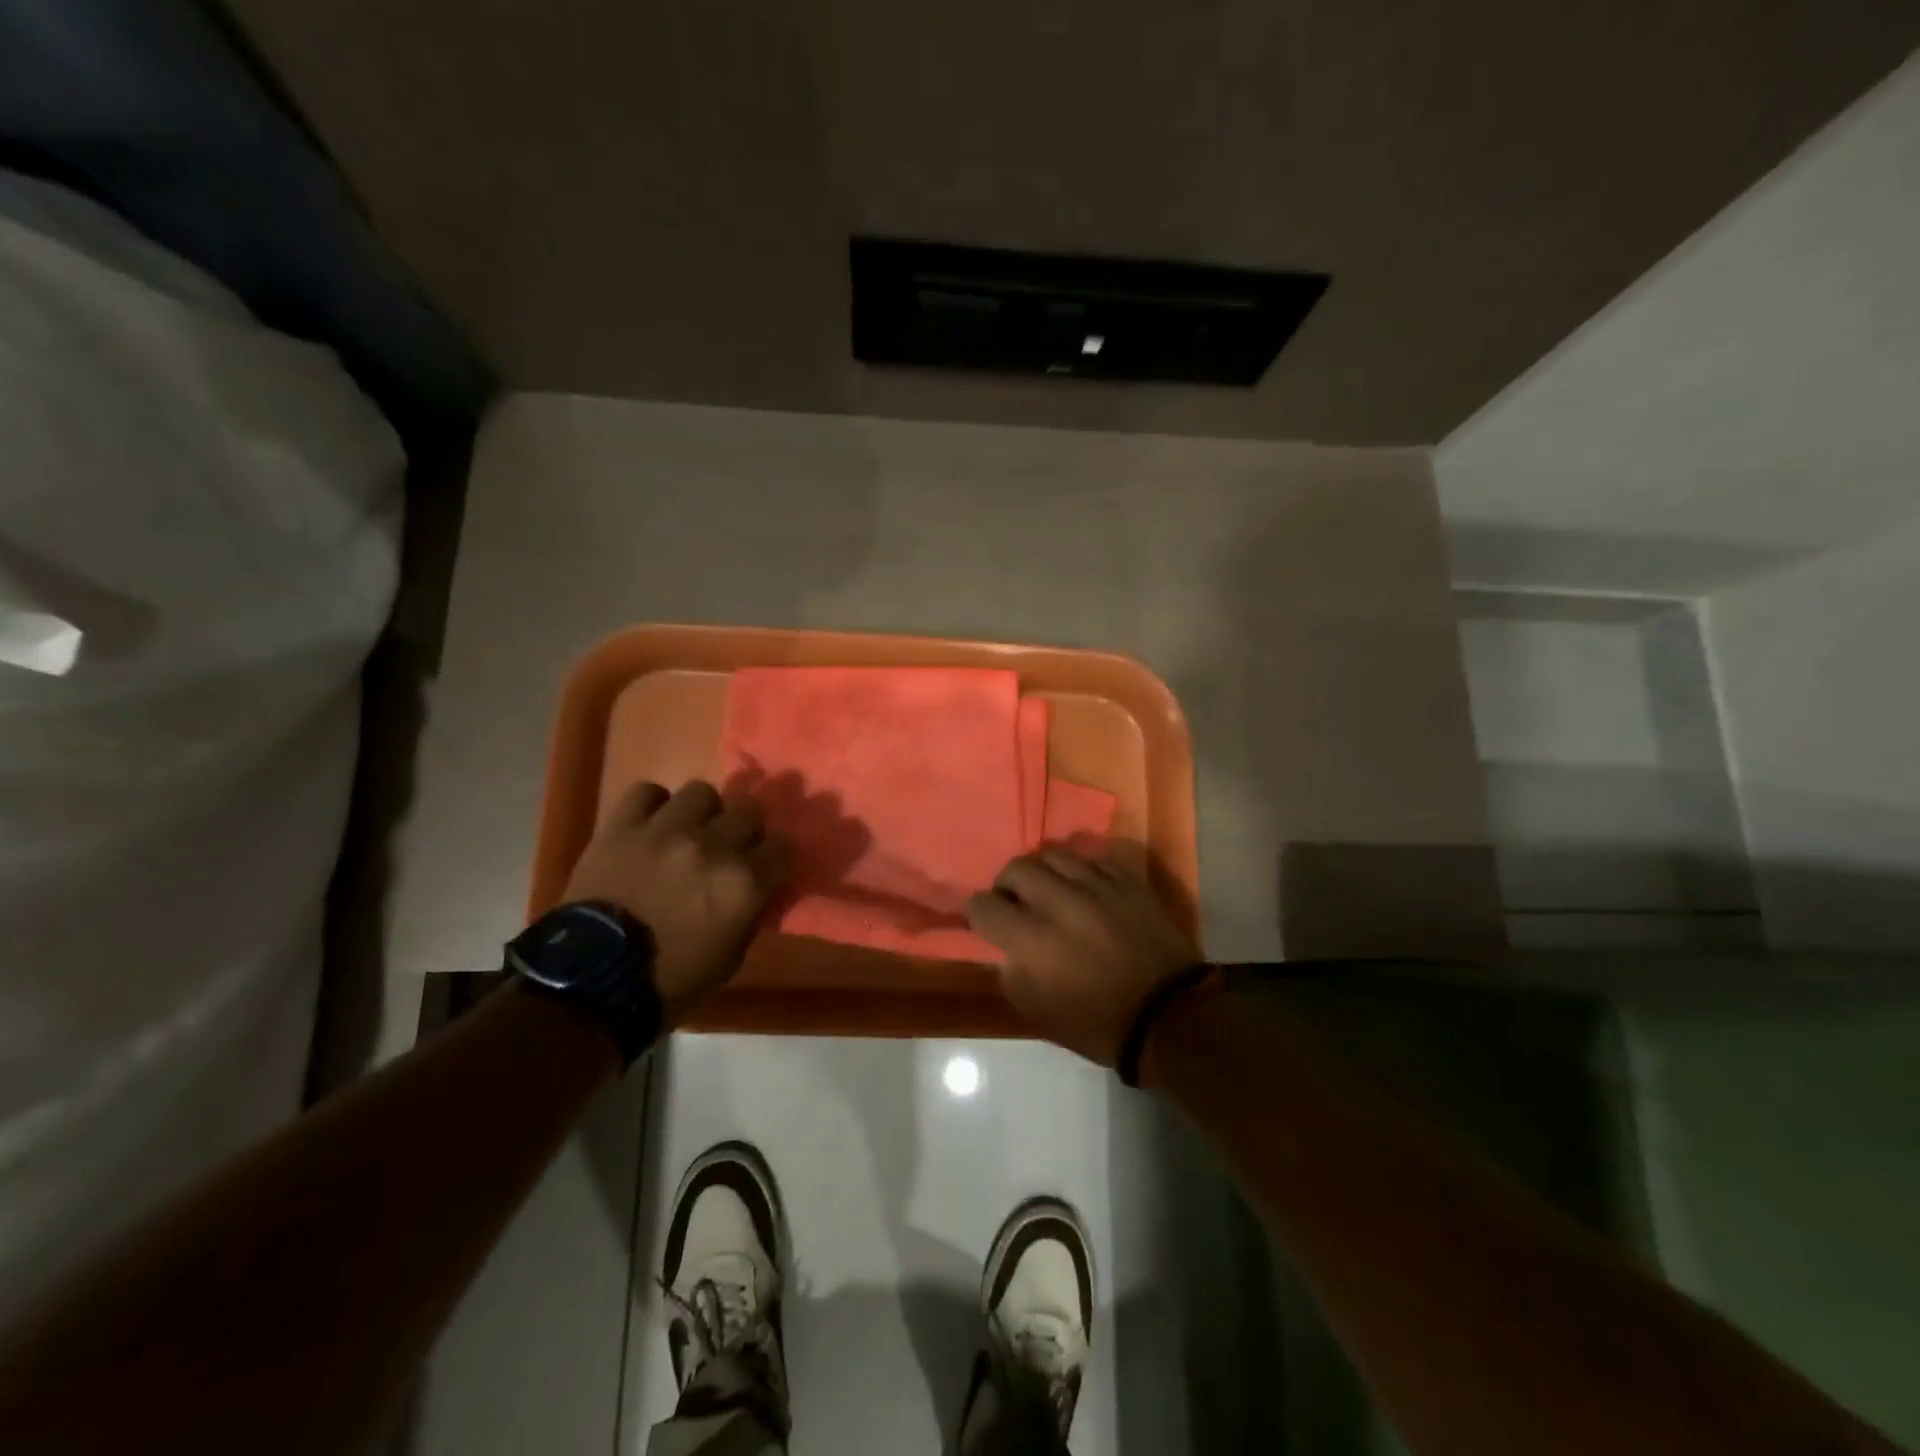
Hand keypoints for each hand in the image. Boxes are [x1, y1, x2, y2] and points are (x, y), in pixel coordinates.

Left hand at [563, 780, 787, 1024]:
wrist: (591, 983)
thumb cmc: (669, 981)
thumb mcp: (730, 958)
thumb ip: (749, 914)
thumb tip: (756, 890)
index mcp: (744, 883)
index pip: (783, 847)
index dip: (775, 857)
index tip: (766, 867)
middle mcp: (713, 846)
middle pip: (748, 812)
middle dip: (743, 831)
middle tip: (728, 849)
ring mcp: (666, 831)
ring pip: (701, 793)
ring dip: (701, 813)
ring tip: (689, 831)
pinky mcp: (623, 826)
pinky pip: (646, 792)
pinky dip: (652, 806)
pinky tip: (650, 825)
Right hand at [966, 847, 1199, 1066]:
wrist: (1169, 1016)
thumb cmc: (1098, 1023)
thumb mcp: (1038, 1011)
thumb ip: (1011, 970)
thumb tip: (1004, 945)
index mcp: (1032, 940)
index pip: (984, 905)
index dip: (978, 913)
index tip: (986, 922)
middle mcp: (1060, 902)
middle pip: (1016, 868)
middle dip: (1007, 884)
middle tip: (1015, 902)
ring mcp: (1097, 886)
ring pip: (1053, 854)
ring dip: (1042, 871)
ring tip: (1050, 889)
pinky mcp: (1127, 880)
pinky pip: (1092, 859)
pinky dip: (1080, 871)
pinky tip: (1085, 889)